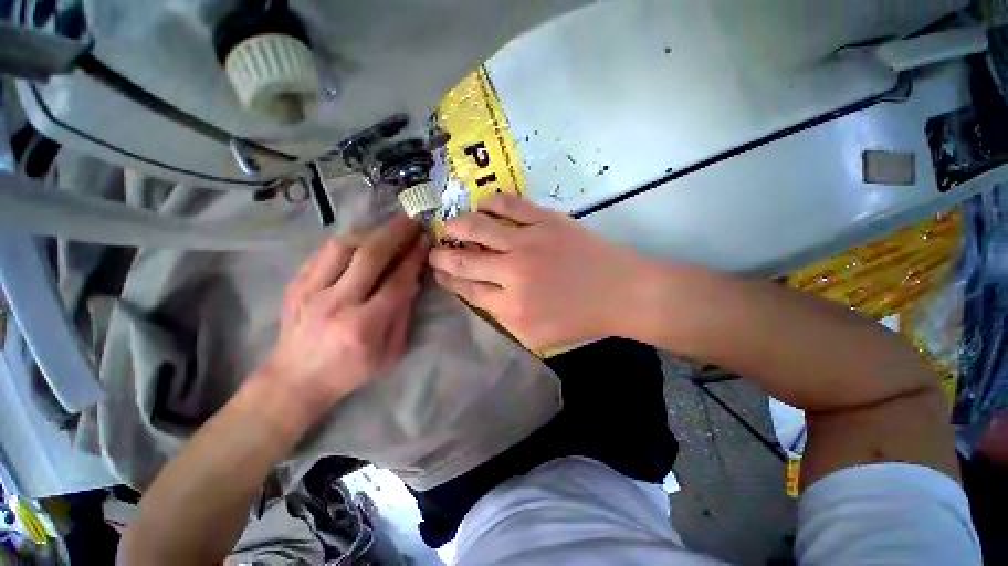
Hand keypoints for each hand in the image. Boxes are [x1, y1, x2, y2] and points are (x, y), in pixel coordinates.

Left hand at [258, 214, 426, 419]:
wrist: (296, 379)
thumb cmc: (351, 371)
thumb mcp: (390, 353)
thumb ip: (403, 315)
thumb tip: (413, 280)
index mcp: (364, 326)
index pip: (396, 281)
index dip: (414, 257)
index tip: (425, 240)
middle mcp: (336, 303)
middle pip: (370, 255)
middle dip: (396, 232)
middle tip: (412, 218)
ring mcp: (310, 291)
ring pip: (343, 246)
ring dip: (371, 233)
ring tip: (388, 229)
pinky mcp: (295, 284)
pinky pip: (324, 252)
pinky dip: (348, 242)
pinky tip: (362, 242)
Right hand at [429, 194, 651, 348]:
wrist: (622, 292)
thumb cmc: (581, 319)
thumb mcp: (537, 335)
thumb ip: (504, 318)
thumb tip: (480, 296)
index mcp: (511, 307)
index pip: (467, 290)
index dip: (448, 281)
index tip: (438, 274)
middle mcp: (512, 272)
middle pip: (465, 261)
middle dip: (442, 257)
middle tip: (433, 251)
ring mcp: (528, 241)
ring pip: (478, 227)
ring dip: (456, 226)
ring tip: (447, 226)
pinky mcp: (546, 220)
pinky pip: (509, 204)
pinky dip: (490, 203)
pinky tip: (482, 205)